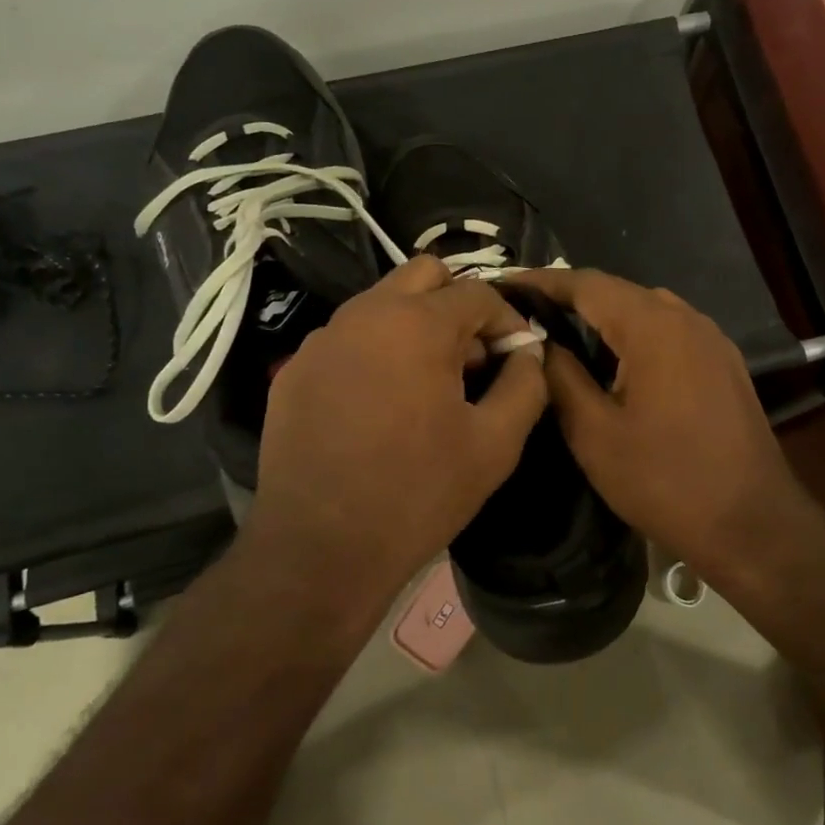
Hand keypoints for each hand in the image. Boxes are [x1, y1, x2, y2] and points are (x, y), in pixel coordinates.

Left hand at [243, 256, 547, 594]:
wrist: (320, 549)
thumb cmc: (418, 494)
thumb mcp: (495, 444)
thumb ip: (526, 385)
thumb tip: (529, 353)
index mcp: (417, 324)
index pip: (479, 292)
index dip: (508, 321)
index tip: (517, 358)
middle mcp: (364, 314)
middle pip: (424, 275)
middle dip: (458, 305)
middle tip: (471, 359)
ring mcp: (322, 339)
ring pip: (382, 304)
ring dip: (415, 326)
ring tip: (427, 385)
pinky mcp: (295, 369)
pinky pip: (347, 339)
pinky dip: (375, 352)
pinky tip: (379, 406)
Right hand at [506, 268, 805, 571]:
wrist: (752, 524)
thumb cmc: (665, 481)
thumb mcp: (595, 433)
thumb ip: (561, 377)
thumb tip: (539, 342)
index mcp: (653, 328)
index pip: (587, 284)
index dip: (542, 281)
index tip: (504, 286)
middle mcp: (687, 319)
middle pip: (618, 291)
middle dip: (570, 297)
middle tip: (527, 313)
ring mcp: (712, 339)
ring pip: (646, 310)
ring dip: (604, 315)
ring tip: (562, 333)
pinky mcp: (723, 363)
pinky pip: (669, 331)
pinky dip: (634, 334)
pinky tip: (614, 360)